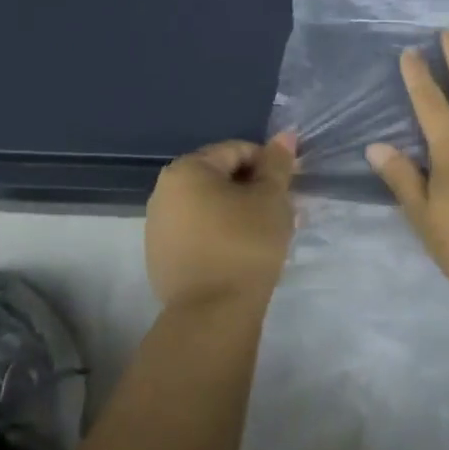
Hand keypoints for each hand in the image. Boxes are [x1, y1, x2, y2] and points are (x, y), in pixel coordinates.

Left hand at [145, 133, 297, 308]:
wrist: (212, 314)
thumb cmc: (245, 244)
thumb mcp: (271, 198)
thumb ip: (277, 164)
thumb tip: (284, 135)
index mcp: (187, 170)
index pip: (237, 151)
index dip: (269, 165)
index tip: (290, 187)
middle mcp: (164, 191)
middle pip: (221, 177)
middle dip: (254, 189)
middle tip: (283, 211)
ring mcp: (158, 226)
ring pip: (210, 206)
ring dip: (240, 211)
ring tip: (267, 234)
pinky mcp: (161, 256)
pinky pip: (198, 231)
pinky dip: (222, 233)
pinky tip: (243, 253)